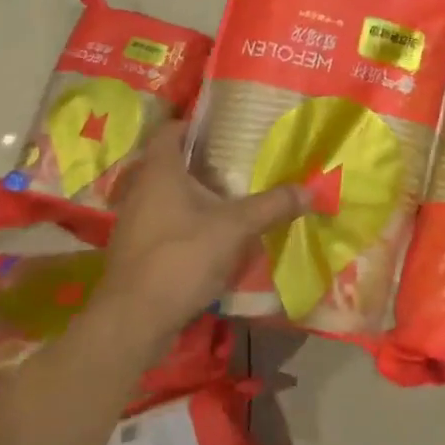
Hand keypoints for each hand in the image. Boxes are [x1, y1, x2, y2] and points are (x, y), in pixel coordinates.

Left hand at [96, 121, 306, 341]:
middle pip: (171, 162)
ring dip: (195, 193)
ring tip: (232, 194)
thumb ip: (272, 206)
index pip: (170, 130)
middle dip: (202, 160)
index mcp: (159, 171)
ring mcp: (135, 222)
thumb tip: (311, 190)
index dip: (193, 123)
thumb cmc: (181, 257)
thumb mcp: (235, 228)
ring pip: (168, 195)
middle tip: (238, 158)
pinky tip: (214, 233)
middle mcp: (141, 190)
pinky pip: (165, 223)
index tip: (223, 124)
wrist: (133, 321)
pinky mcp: (138, 251)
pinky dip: (188, 221)